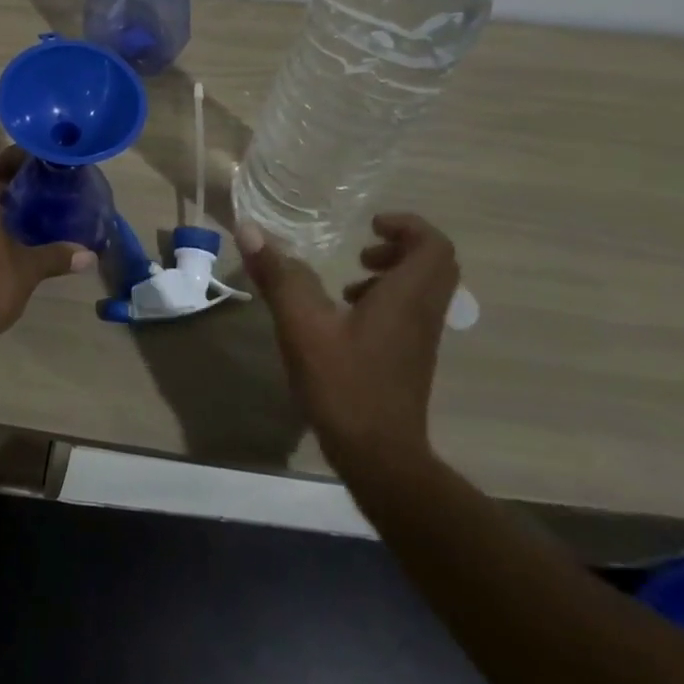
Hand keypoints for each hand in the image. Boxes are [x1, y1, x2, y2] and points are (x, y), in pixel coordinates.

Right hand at [240, 213, 460, 477]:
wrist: (380, 458)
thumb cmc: (344, 384)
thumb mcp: (301, 324)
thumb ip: (278, 274)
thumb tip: (248, 228)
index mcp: (407, 296)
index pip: (433, 245)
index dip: (407, 225)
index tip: (369, 225)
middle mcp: (423, 313)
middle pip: (435, 264)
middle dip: (400, 246)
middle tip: (362, 250)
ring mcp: (421, 339)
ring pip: (423, 289)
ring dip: (391, 274)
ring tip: (349, 283)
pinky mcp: (410, 358)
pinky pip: (410, 312)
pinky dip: (385, 300)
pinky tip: (344, 318)